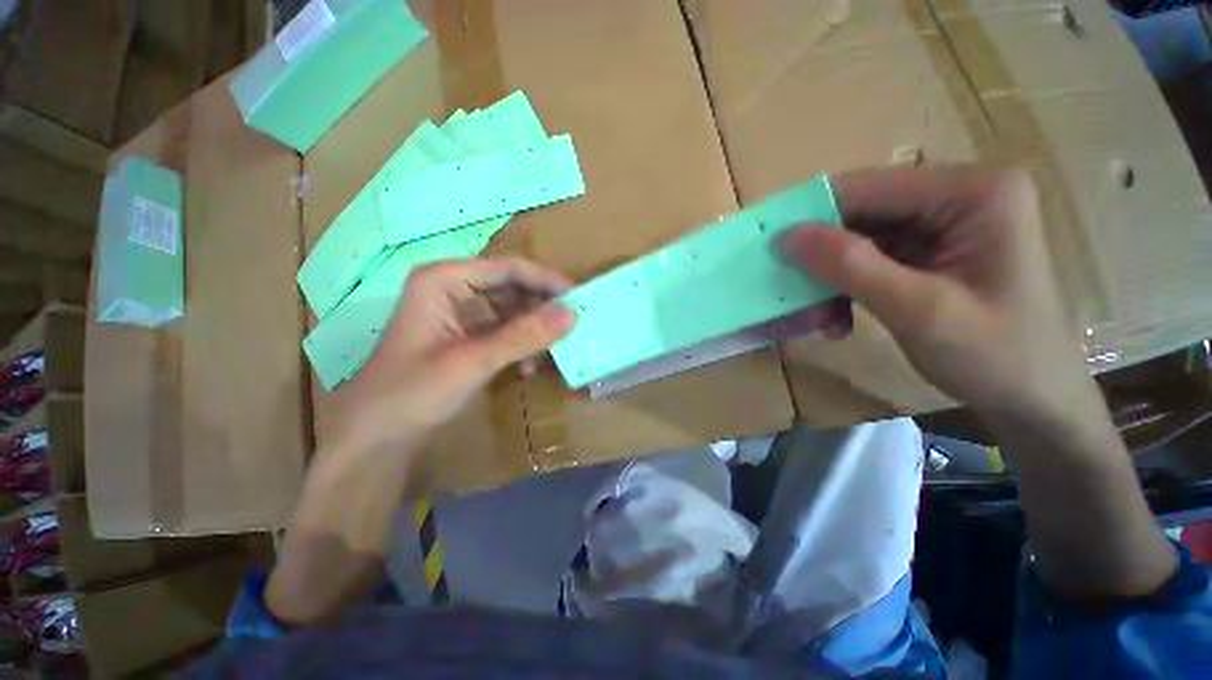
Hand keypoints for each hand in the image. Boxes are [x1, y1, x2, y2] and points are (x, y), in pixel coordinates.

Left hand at [336, 257, 575, 451]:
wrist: (376, 437)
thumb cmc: (414, 392)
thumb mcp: (474, 361)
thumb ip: (525, 335)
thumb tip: (573, 314)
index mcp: (444, 280)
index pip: (508, 268)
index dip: (546, 281)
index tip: (578, 298)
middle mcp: (453, 289)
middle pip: (511, 287)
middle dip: (542, 308)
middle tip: (573, 325)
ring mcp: (460, 314)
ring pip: (511, 310)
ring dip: (534, 329)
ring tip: (555, 349)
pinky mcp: (467, 337)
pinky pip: (505, 331)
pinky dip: (521, 345)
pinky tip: (529, 366)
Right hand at [784, 166, 1094, 426]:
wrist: (1034, 401)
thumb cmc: (996, 357)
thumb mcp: (918, 311)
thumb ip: (851, 267)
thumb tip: (786, 236)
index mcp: (973, 191)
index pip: (869, 188)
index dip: (811, 216)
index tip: (768, 250)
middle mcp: (959, 194)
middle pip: (861, 213)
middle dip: (822, 258)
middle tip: (794, 296)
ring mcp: (945, 222)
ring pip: (858, 239)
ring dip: (831, 279)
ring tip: (821, 319)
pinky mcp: (932, 249)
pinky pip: (870, 259)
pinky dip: (846, 287)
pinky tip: (839, 319)